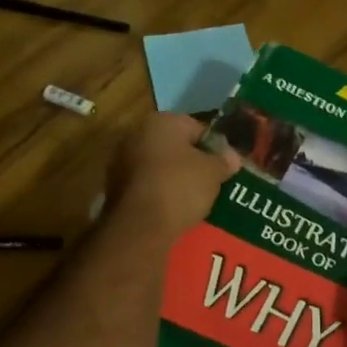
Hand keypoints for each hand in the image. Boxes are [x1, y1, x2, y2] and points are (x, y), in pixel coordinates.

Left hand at [105, 113, 239, 242]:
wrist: (140, 225)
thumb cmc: (180, 186)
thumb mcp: (213, 172)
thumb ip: (224, 160)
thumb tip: (232, 156)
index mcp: (162, 121)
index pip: (197, 127)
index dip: (214, 147)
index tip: (224, 166)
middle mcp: (137, 133)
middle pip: (175, 145)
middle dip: (192, 161)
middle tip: (211, 182)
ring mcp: (121, 159)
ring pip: (159, 165)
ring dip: (174, 177)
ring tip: (193, 198)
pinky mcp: (114, 186)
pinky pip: (146, 183)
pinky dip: (159, 191)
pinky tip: (172, 208)